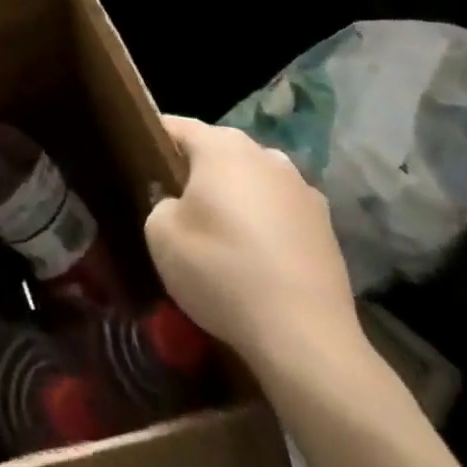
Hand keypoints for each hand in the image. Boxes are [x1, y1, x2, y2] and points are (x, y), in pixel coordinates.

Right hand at [145, 116, 359, 375]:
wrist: (306, 339)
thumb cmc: (222, 272)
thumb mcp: (160, 235)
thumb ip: (160, 203)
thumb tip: (176, 202)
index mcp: (221, 146)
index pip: (176, 126)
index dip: (153, 141)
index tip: (140, 165)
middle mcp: (264, 154)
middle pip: (218, 151)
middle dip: (196, 171)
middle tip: (177, 206)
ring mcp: (301, 188)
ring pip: (253, 179)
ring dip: (235, 196)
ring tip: (221, 235)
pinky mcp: (326, 226)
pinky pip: (281, 211)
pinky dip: (266, 224)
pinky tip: (257, 259)